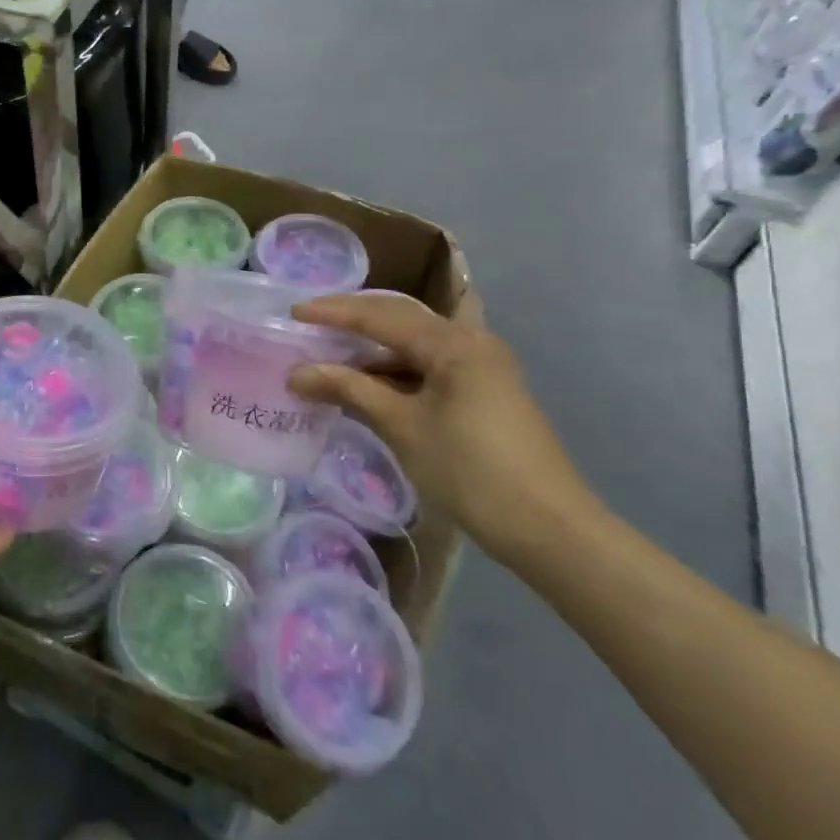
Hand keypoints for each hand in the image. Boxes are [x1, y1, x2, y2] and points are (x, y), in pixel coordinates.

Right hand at [286, 292, 598, 559]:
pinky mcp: (481, 394)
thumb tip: (296, 373)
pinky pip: (426, 369)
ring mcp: (480, 369)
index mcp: (454, 343)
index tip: (291, 312)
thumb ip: (349, 390)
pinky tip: (363, 386)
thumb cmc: (470, 470)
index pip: (381, 316)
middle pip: (399, 319)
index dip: (333, 312)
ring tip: (327, 356)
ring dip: (370, 350)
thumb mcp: (402, 426)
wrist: (548, 527)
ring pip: (412, 346)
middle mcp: (470, 343)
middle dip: (352, 320)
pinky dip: (391, 373)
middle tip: (308, 323)